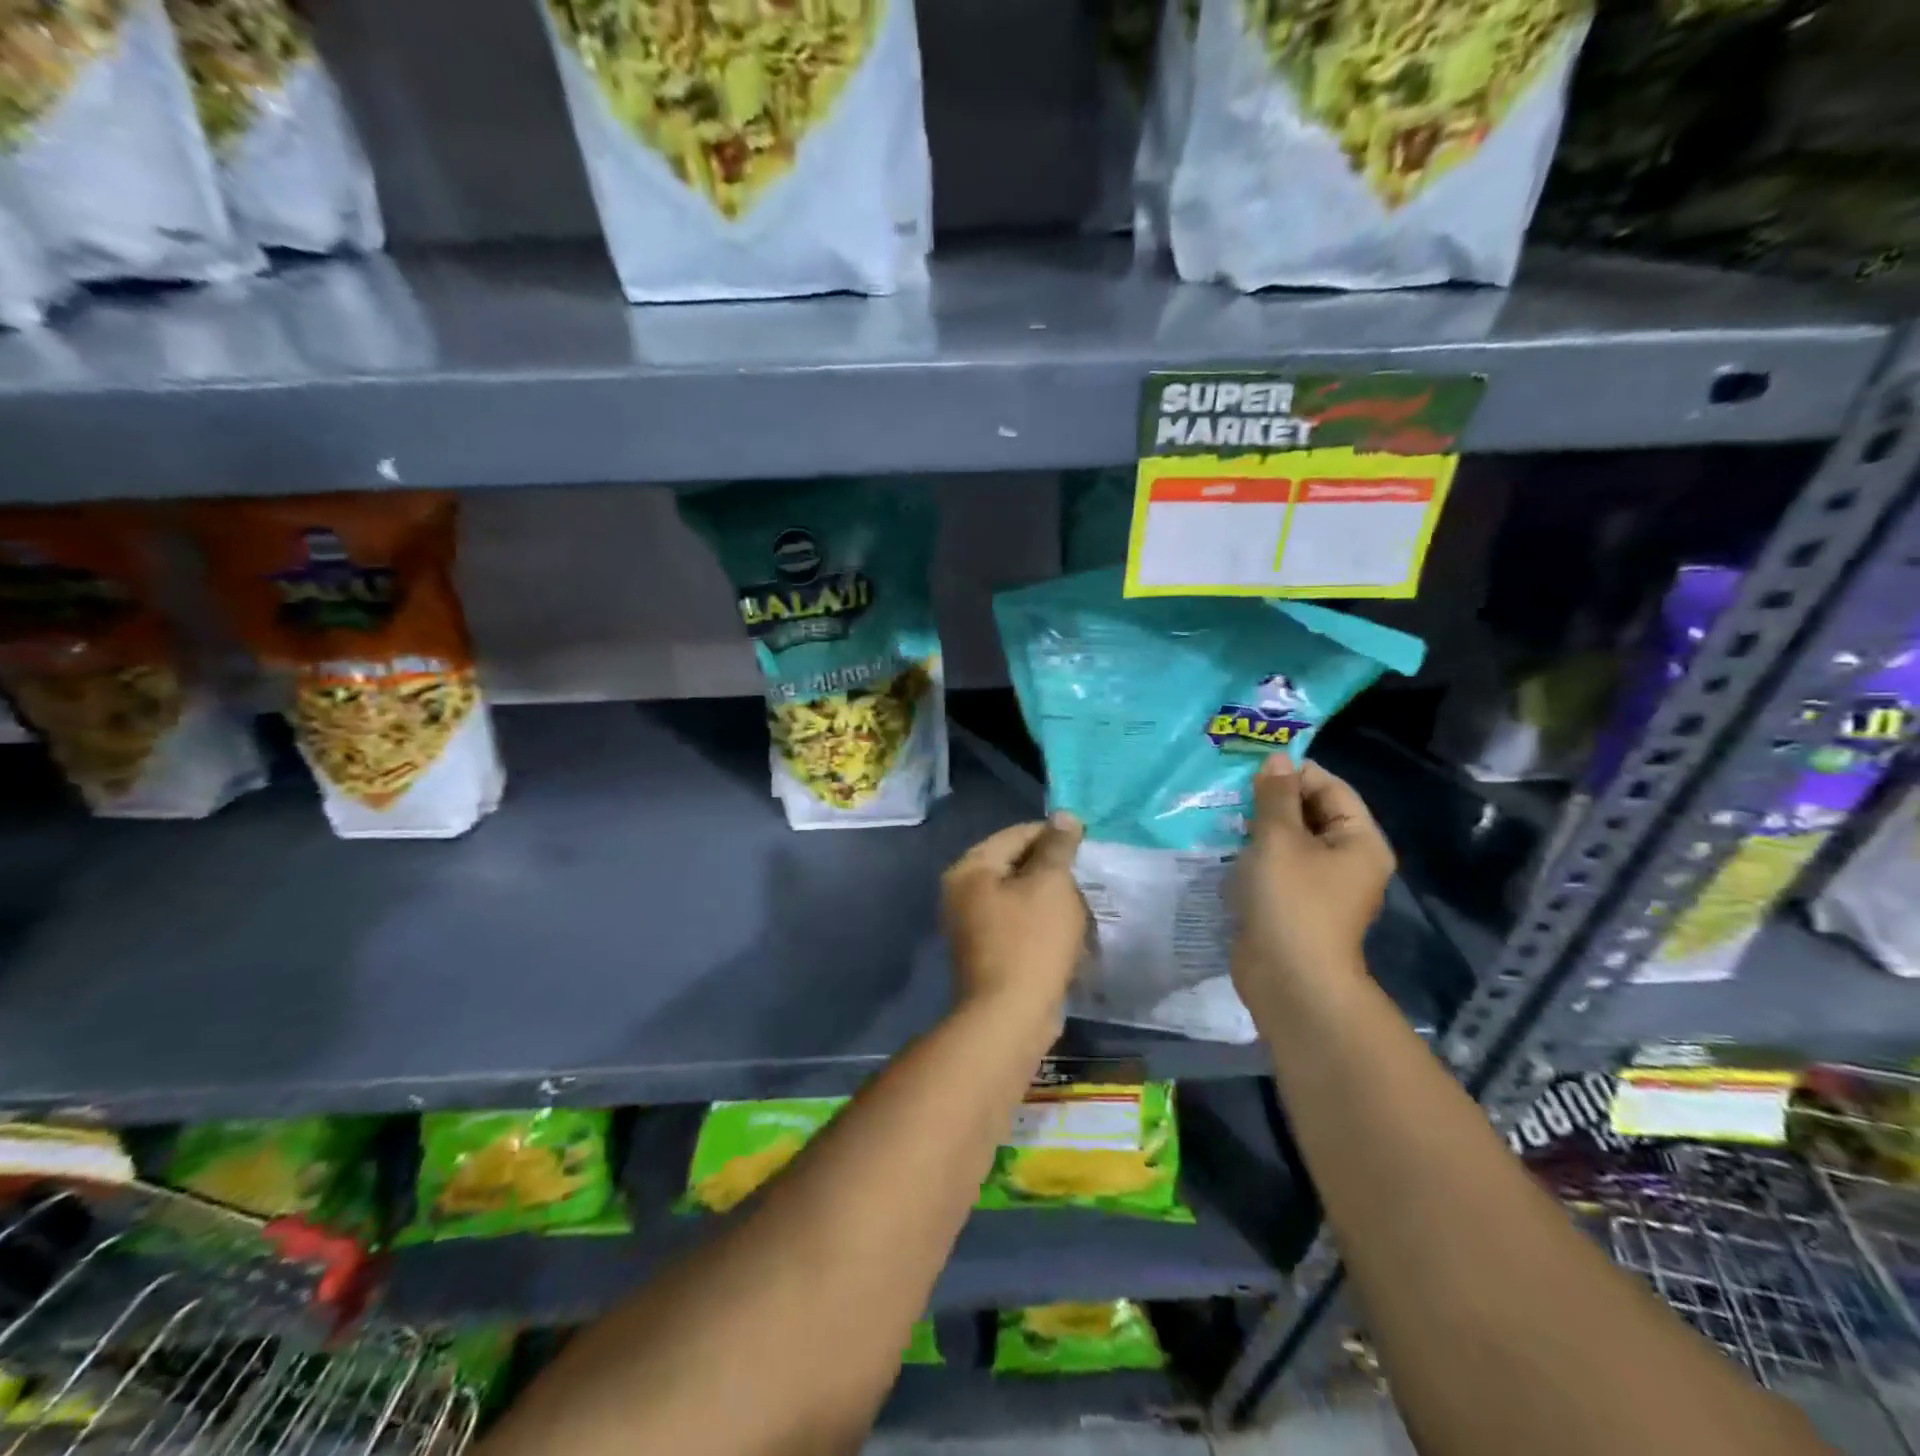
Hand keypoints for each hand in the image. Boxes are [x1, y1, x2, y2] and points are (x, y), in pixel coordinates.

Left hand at [942, 814, 1087, 1022]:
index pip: (1016, 834)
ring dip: (1050, 899)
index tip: (1088, 843)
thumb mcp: (1051, 885)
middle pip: (1015, 864)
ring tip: (1082, 905)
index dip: (1054, 834)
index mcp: (970, 868)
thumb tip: (1064, 816)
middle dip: (1053, 869)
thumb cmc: (1031, 941)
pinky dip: (1042, 924)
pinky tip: (1068, 933)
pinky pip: (1018, 925)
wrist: (1010, 1017)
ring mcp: (970, 925)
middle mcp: (961, 892)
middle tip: (1087, 876)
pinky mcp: (986, 953)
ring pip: (1019, 897)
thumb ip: (1058, 847)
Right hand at [1232, 755, 1392, 1003]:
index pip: (1331, 788)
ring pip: (1289, 840)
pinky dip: (1254, 853)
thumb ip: (1275, 796)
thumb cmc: (1292, 901)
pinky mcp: (1293, 904)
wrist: (1289, 979)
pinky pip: (1276, 866)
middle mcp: (1347, 860)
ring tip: (1221, 812)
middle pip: (1311, 812)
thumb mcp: (1280, 839)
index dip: (1294, 772)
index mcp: (1359, 840)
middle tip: (1230, 788)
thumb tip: (1276, 759)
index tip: (1250, 766)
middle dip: (1273, 799)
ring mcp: (1320, 885)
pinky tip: (1224, 846)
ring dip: (1259, 826)